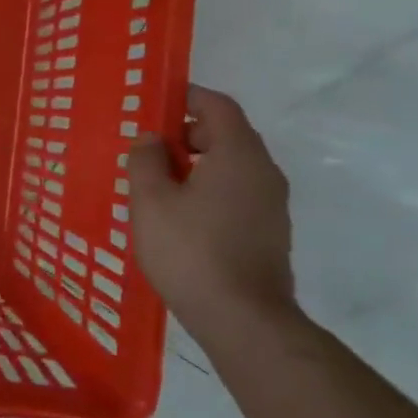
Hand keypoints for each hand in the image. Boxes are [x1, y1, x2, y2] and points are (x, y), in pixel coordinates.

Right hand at [127, 85, 298, 341]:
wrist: (243, 319)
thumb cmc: (191, 251)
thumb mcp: (151, 202)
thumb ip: (146, 161)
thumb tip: (150, 139)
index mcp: (238, 154)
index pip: (218, 105)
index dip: (187, 97)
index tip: (155, 104)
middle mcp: (263, 172)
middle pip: (226, 135)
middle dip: (186, 135)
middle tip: (147, 151)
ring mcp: (271, 205)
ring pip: (231, 167)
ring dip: (196, 166)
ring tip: (157, 187)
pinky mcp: (269, 232)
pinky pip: (236, 194)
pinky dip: (209, 191)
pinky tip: (180, 218)